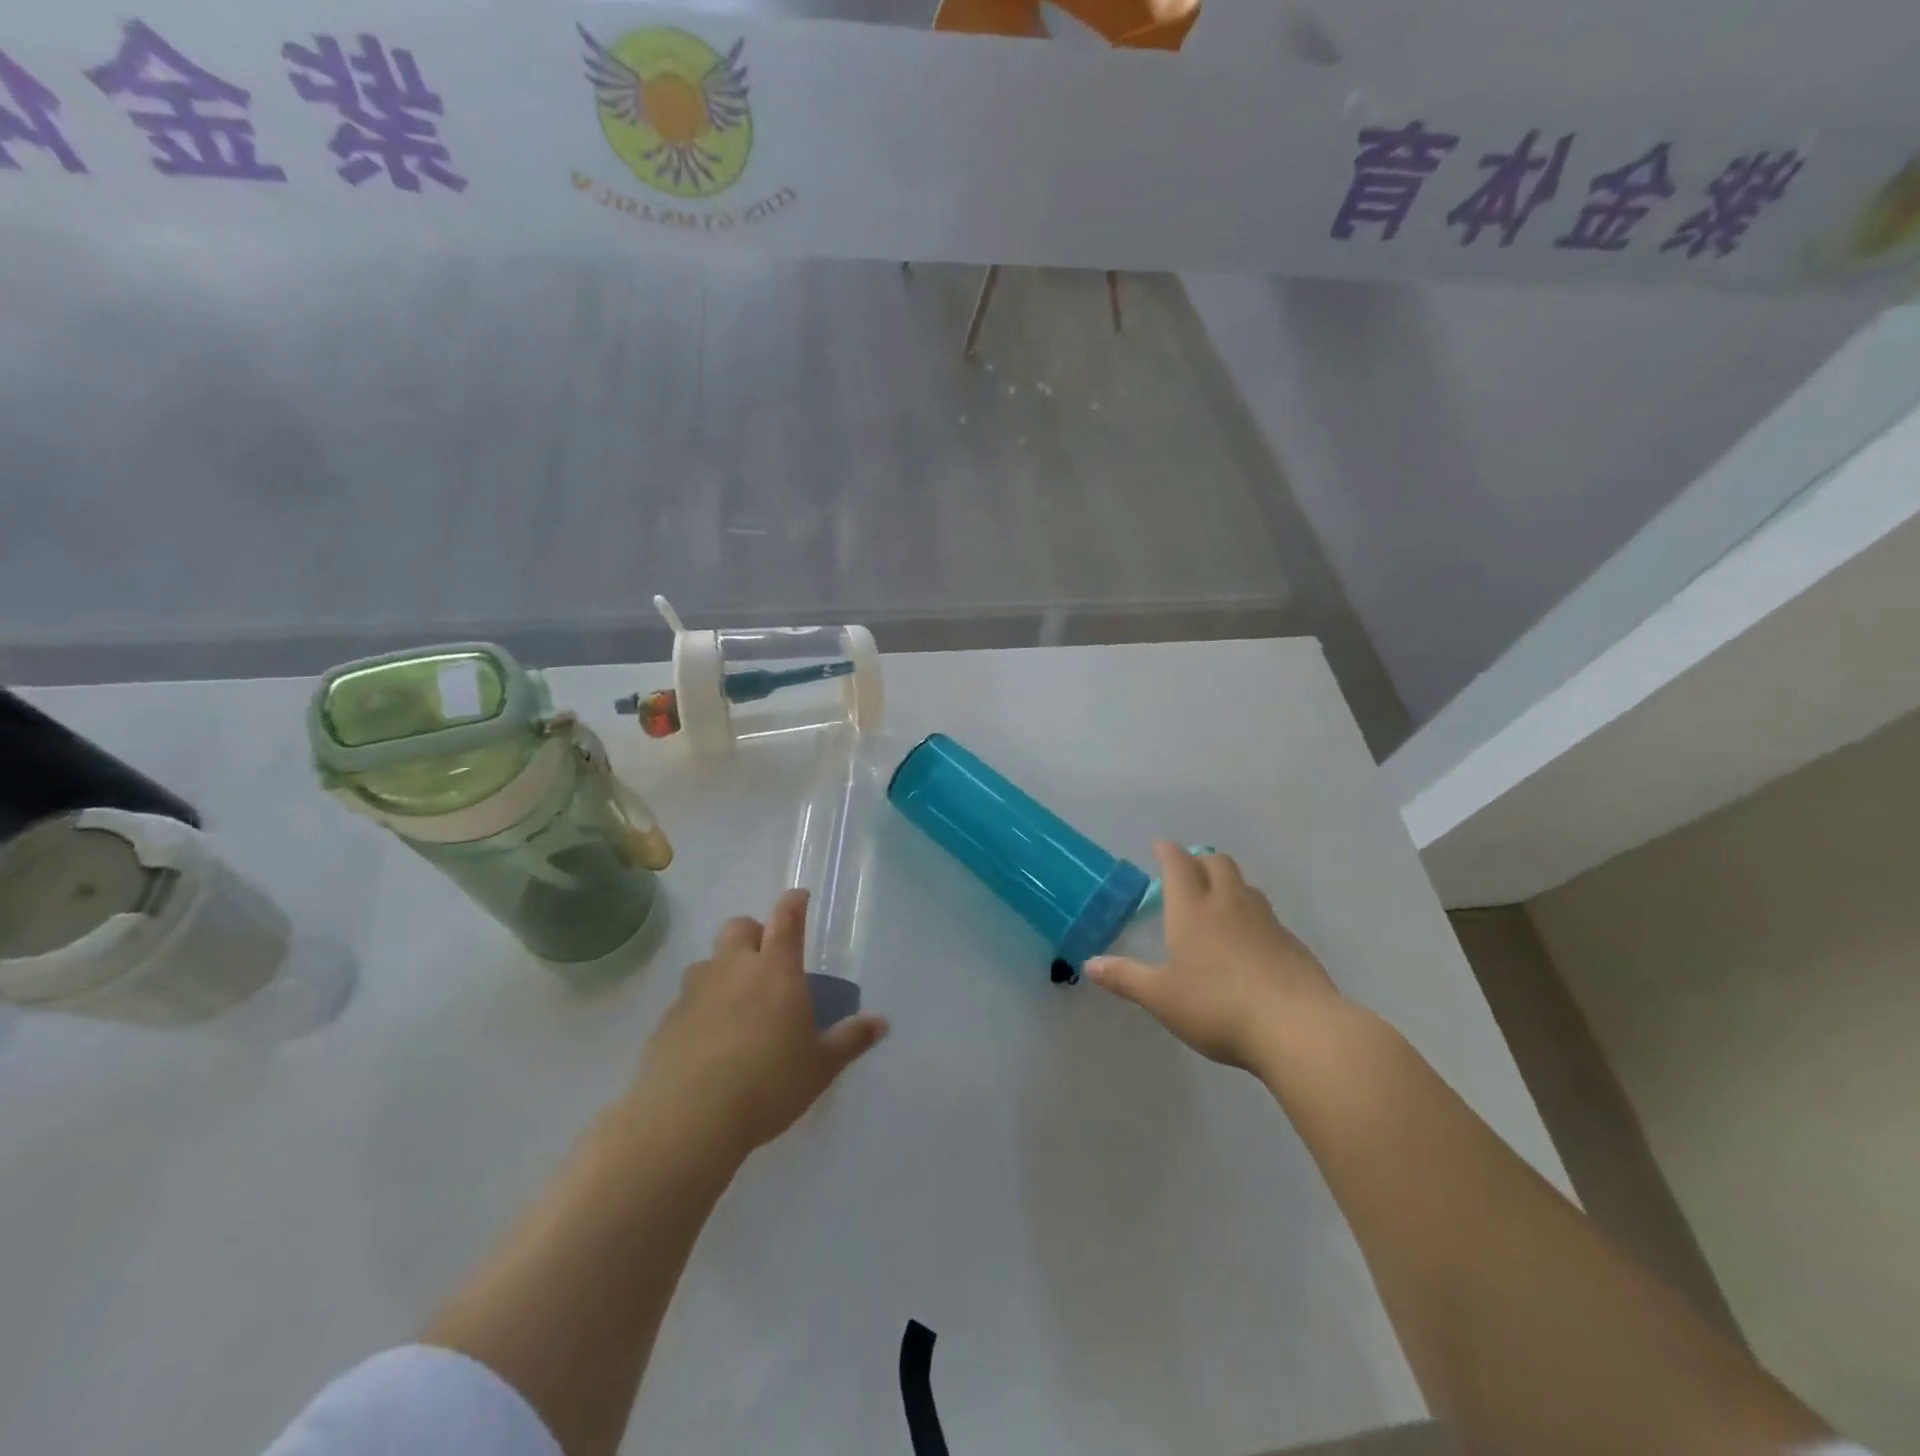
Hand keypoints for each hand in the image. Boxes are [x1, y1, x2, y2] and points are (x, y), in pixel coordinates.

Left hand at [632, 889, 888, 1158]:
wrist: (689, 1118)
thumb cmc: (769, 1083)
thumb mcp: (820, 1066)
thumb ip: (850, 1040)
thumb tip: (881, 1023)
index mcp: (777, 970)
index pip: (786, 918)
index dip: (793, 903)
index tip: (799, 897)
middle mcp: (734, 969)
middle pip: (739, 927)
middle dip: (753, 933)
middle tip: (766, 960)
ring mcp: (696, 992)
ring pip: (708, 961)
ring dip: (722, 970)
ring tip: (734, 1002)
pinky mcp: (667, 1020)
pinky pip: (686, 1000)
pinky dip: (699, 1007)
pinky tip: (707, 1039)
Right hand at [1087, 842, 1339, 1071]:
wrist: (1298, 1027)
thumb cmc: (1218, 1006)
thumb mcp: (1161, 997)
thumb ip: (1125, 978)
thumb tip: (1090, 964)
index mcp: (1192, 910)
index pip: (1178, 864)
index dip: (1167, 851)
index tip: (1159, 846)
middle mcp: (1229, 904)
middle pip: (1217, 863)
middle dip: (1200, 860)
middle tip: (1187, 871)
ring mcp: (1265, 921)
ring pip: (1245, 886)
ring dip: (1228, 883)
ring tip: (1217, 901)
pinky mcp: (1292, 943)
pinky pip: (1266, 915)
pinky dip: (1251, 914)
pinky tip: (1248, 942)